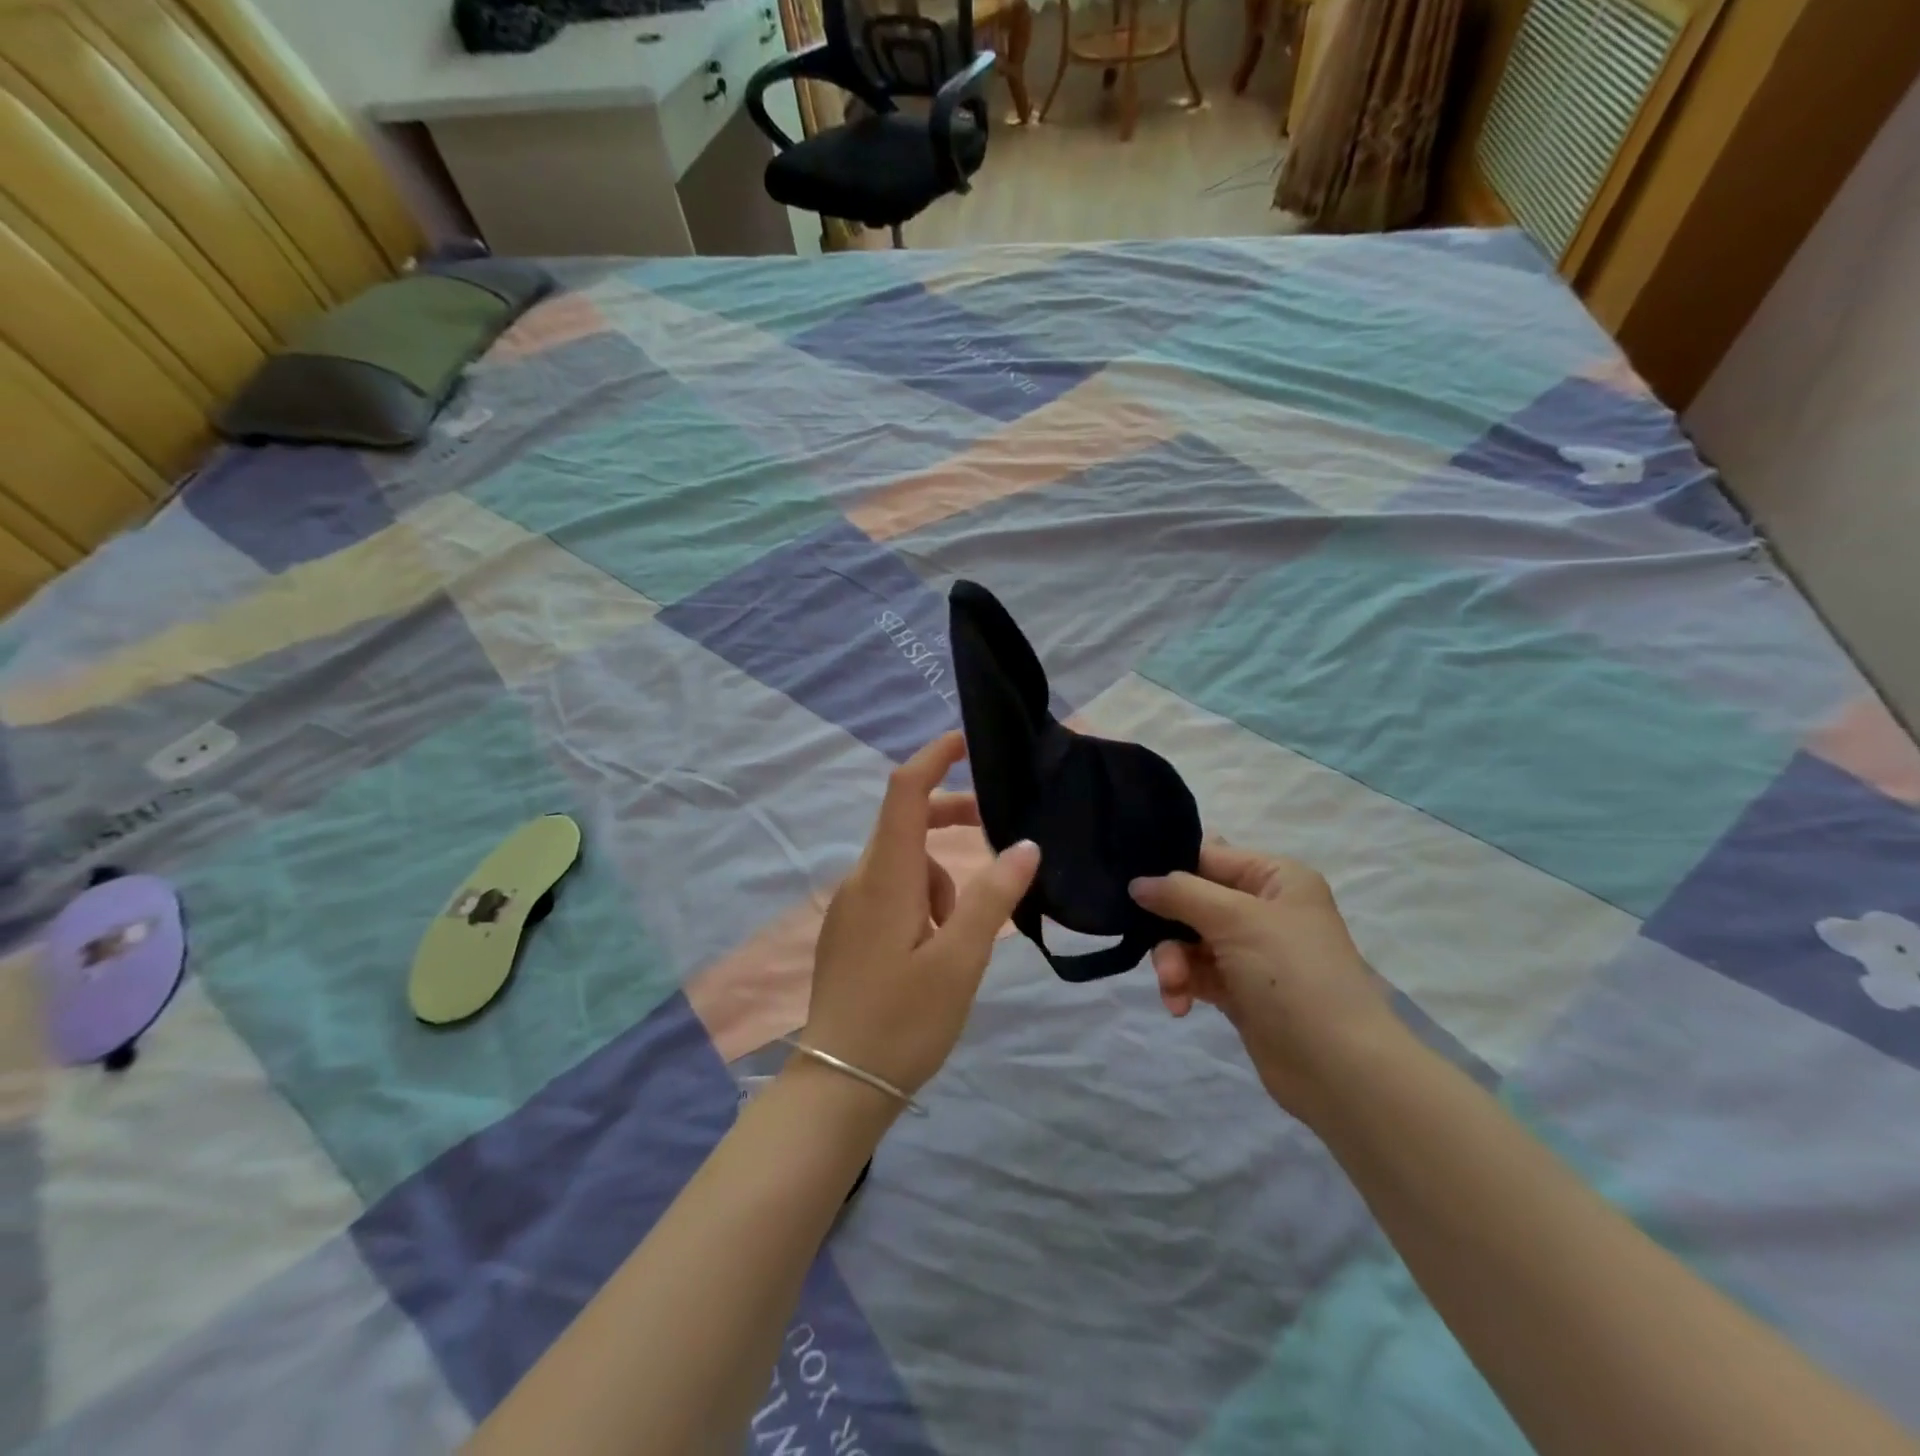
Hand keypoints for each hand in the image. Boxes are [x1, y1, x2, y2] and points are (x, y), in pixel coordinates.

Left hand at [805, 731, 1041, 1102]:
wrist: (839, 1084)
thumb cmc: (904, 1020)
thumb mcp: (960, 959)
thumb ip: (992, 897)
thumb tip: (1025, 845)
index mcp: (886, 876)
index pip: (904, 792)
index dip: (933, 757)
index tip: (966, 742)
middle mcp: (861, 880)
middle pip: (907, 825)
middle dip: (952, 823)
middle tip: (998, 841)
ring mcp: (850, 907)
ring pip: (904, 865)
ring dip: (941, 879)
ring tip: (960, 939)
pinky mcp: (849, 931)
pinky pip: (891, 892)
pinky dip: (923, 900)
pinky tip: (936, 950)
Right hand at [1130, 845, 1400, 1121]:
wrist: (1339, 1068)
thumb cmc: (1292, 975)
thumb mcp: (1236, 919)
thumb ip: (1181, 894)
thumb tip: (1137, 883)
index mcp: (1275, 878)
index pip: (1209, 856)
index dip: (1171, 868)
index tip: (1130, 882)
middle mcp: (1264, 909)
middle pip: (1193, 900)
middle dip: (1169, 925)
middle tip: (1150, 944)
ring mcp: (1252, 952)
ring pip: (1189, 940)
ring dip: (1173, 961)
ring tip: (1173, 986)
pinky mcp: (1240, 990)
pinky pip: (1197, 974)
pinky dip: (1183, 985)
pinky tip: (1178, 1004)